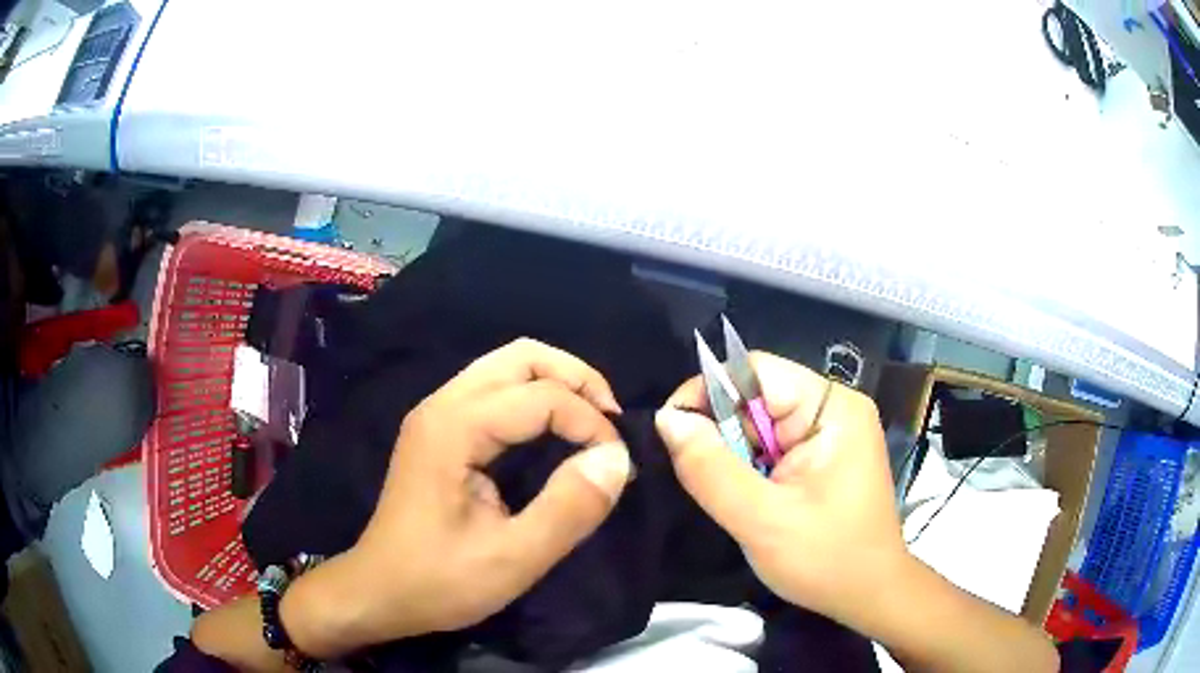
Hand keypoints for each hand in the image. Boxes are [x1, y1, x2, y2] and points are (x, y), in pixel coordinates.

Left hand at [284, 339, 632, 656]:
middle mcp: (443, 405)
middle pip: (522, 357)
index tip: (618, 468)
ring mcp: (436, 414)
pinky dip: (535, 399)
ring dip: (557, 385)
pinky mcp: (438, 430)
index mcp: (454, 428)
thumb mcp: (513, 560)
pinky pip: (495, 390)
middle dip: (577, 380)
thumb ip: (569, 509)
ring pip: (507, 367)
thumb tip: (617, 460)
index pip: (541, 396)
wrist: (379, 592)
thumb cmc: (439, 582)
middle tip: (611, 424)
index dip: (591, 424)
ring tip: (591, 425)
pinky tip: (552, 432)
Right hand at [654, 352, 905, 628]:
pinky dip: (751, 469)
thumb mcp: (761, 520)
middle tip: (703, 480)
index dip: (708, 393)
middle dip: (723, 434)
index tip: (671, 434)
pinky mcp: (824, 455)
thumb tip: (667, 419)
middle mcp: (834, 408)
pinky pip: (773, 446)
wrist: (868, 594)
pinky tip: (751, 498)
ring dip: (735, 456)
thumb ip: (710, 469)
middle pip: (757, 397)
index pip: (756, 372)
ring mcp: (831, 431)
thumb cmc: (826, 559)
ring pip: (761, 424)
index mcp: (831, 408)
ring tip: (733, 496)